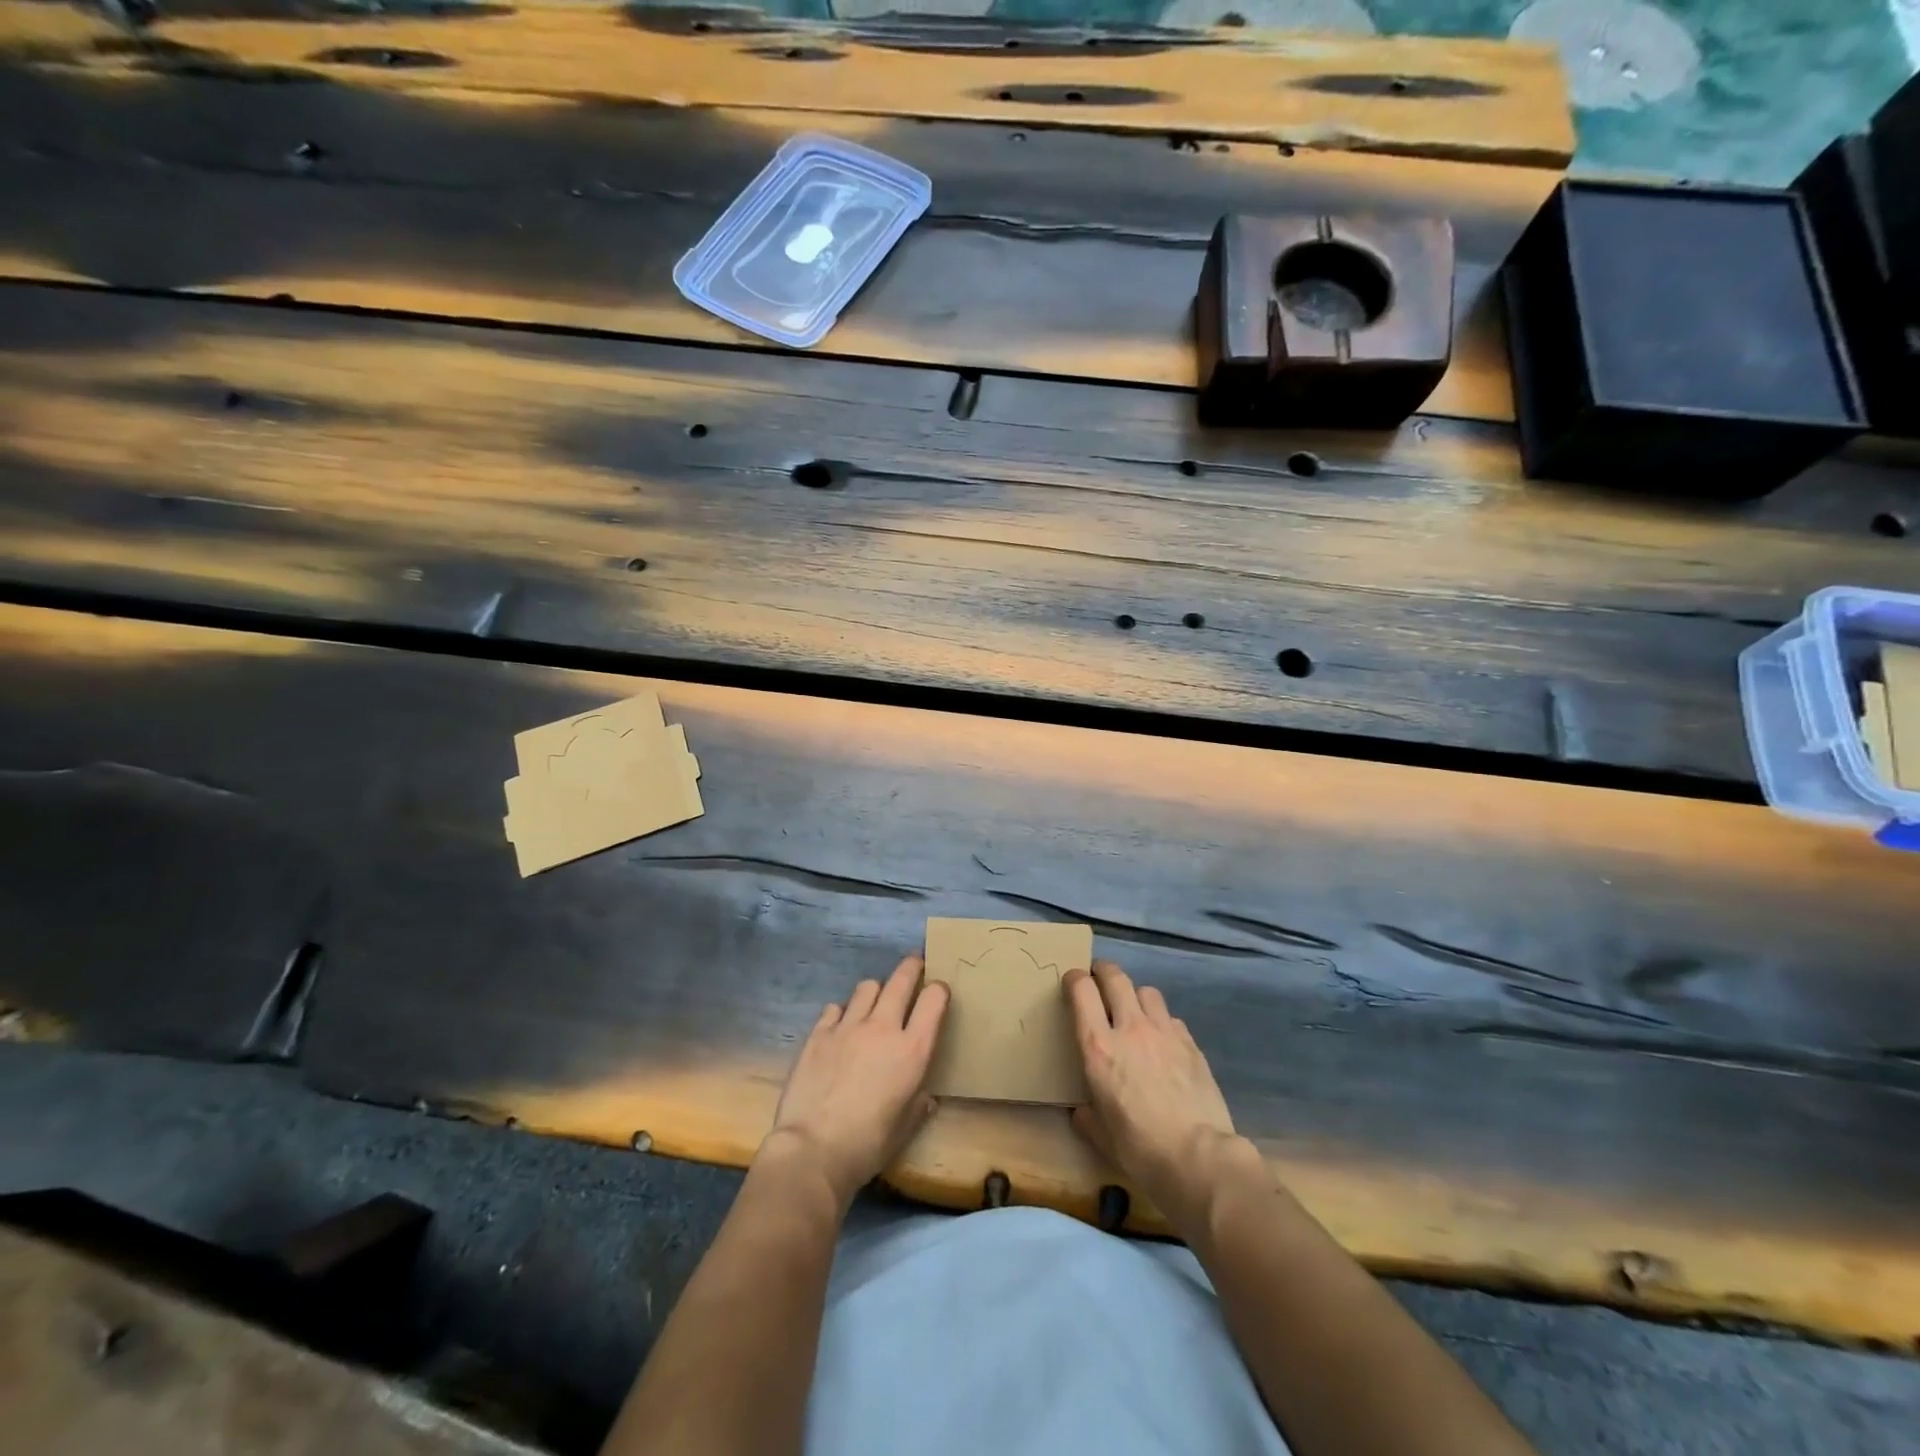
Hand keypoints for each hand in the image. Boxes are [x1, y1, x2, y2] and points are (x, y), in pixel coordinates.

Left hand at [762, 954, 949, 1210]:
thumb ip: (918, 1104)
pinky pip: (835, 1007)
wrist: (813, 1150)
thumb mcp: (904, 1128)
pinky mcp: (818, 1033)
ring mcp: (848, 1026)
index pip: (934, 999)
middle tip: (915, 965)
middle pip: (901, 980)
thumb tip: (925, 1096)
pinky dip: (842, 1012)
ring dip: (876, 990)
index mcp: (912, 1050)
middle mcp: (882, 1028)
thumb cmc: (868, 1145)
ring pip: (867, 987)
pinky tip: (840, 1026)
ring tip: (875, 1001)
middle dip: (912, 968)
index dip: (939, 990)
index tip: (938, 991)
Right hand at [1066, 960, 1249, 1232]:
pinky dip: (1162, 1022)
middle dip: (1103, 971)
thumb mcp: (1102, 1137)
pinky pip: (1171, 1018)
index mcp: (1099, 1047)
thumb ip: (1087, 1116)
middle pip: (1115, 977)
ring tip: (1134, 1011)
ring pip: (1147, 990)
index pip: (1082, 990)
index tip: (1071, 982)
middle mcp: (1130, 1028)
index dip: (1074, 979)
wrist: (1200, 1159)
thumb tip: (1082, 1111)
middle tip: (1098, 979)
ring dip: (1135, 995)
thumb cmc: (1141, 1150)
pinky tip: (1163, 1042)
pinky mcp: (1191, 1043)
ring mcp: (1164, 1032)